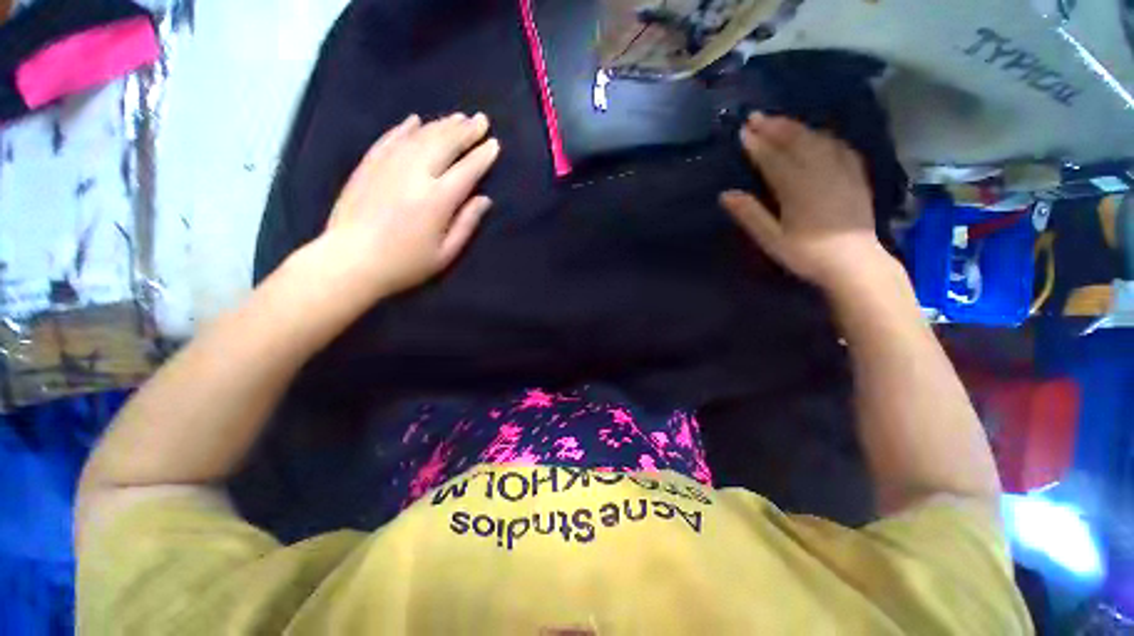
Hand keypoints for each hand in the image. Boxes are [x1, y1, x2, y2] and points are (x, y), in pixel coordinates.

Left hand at [312, 112, 500, 300]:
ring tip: (458, 117)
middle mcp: (415, 174)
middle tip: (481, 119)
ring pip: (420, 136)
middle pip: (445, 144)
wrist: (349, 262)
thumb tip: (484, 200)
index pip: (467, 170)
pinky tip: (415, 120)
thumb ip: (467, 224)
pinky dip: (404, 128)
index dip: (482, 156)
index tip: (494, 144)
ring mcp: (388, 166)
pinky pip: (389, 138)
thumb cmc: (404, 264)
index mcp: (438, 200)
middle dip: (466, 130)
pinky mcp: (368, 165)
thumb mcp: (445, 253)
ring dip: (442, 124)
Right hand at [720, 112, 888, 292]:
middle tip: (756, 116)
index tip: (742, 131)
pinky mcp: (856, 175)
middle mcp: (820, 171)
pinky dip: (823, 136)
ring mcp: (841, 170)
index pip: (773, 158)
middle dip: (774, 127)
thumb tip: (726, 194)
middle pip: (795, 142)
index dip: (757, 144)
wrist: (855, 263)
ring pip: (817, 139)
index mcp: (796, 188)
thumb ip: (750, 215)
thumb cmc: (807, 254)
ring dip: (796, 127)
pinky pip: (839, 146)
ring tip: (780, 120)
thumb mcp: (771, 240)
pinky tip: (817, 134)